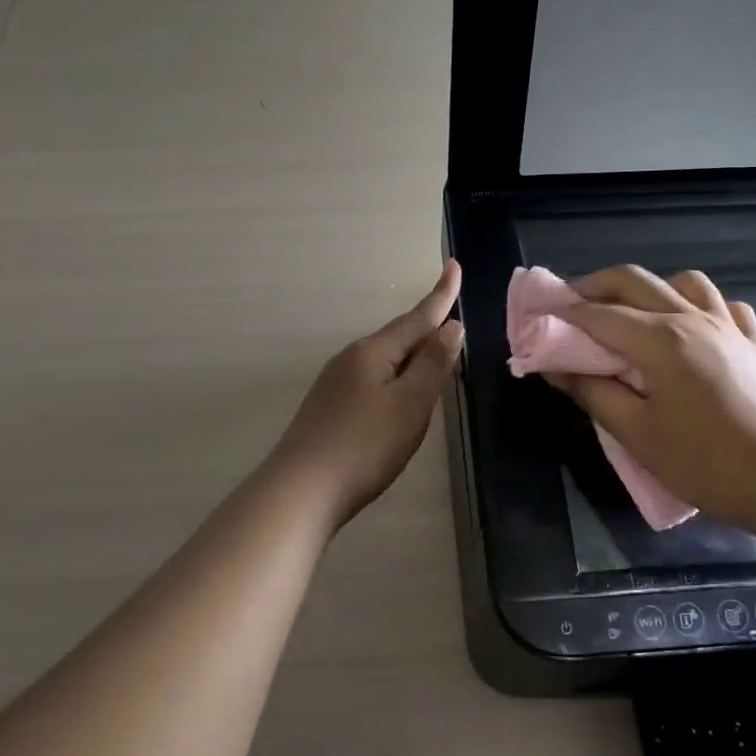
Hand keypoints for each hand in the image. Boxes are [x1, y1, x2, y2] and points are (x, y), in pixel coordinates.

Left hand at [271, 261, 464, 526]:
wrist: (301, 490)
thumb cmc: (365, 445)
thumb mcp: (410, 404)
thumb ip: (432, 365)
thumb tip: (450, 327)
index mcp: (373, 352)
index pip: (417, 317)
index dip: (441, 295)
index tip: (454, 265)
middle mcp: (351, 359)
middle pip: (398, 336)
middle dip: (425, 325)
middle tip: (450, 311)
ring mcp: (335, 384)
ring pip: (383, 360)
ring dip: (410, 355)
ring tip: (432, 355)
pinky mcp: (329, 409)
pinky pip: (371, 381)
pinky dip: (393, 379)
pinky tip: (396, 396)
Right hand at [548, 266, 755, 527]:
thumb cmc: (703, 461)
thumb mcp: (635, 433)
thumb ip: (592, 392)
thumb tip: (555, 368)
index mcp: (660, 339)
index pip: (598, 314)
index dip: (563, 313)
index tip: (537, 318)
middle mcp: (692, 319)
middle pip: (635, 281)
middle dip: (595, 286)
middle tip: (570, 307)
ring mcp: (728, 327)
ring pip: (684, 282)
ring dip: (649, 289)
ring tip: (631, 314)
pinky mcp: (752, 344)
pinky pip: (724, 306)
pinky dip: (699, 306)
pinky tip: (690, 327)